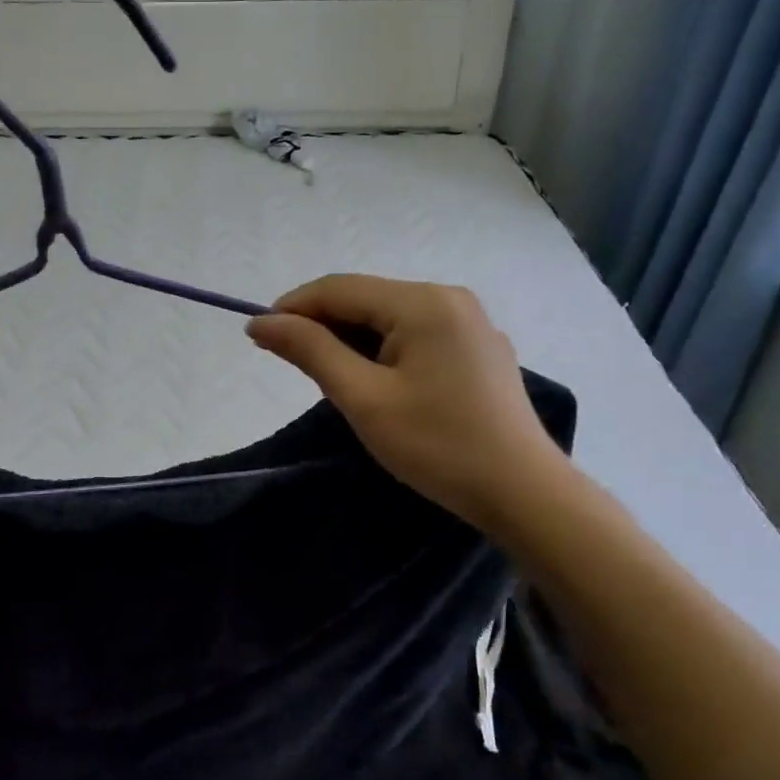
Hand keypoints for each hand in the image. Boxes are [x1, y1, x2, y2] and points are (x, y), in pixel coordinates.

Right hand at [246, 275, 569, 531]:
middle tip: (290, 364)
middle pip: (367, 299)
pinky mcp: (479, 349)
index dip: (293, 307)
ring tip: (331, 379)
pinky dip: (384, 350)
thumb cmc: (436, 445)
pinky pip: (417, 335)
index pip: (339, 288)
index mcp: (423, 302)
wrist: (522, 492)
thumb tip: (262, 322)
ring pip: (391, 318)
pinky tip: (376, 382)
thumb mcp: (363, 398)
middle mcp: (449, 297)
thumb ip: (311, 351)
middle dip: (323, 325)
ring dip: (352, 339)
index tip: (257, 336)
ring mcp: (470, 323)